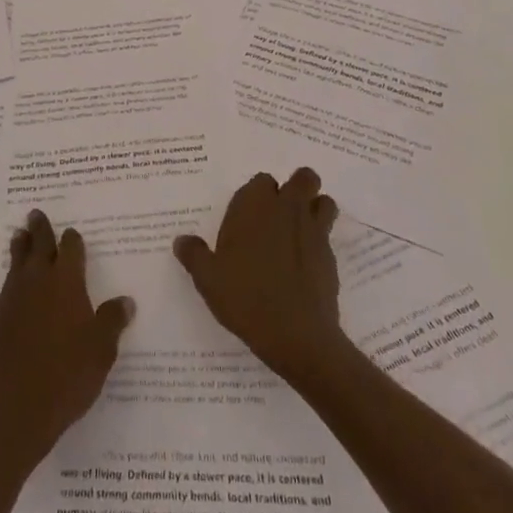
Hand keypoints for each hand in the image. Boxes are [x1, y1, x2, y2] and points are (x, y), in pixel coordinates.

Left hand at [0, 210, 133, 474]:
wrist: (12, 411)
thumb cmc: (66, 378)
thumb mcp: (101, 352)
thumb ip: (112, 321)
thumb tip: (125, 300)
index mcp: (66, 282)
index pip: (70, 248)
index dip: (73, 240)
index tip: (72, 233)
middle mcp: (36, 282)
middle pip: (37, 245)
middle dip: (39, 229)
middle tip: (35, 214)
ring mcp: (11, 300)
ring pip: (16, 264)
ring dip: (19, 249)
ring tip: (18, 237)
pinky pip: (5, 292)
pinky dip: (11, 284)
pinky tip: (14, 295)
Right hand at [174, 168, 343, 379]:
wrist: (296, 334)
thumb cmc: (245, 297)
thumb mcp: (208, 278)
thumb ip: (194, 254)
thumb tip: (181, 240)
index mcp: (255, 205)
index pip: (261, 181)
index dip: (257, 195)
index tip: (248, 216)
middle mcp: (287, 208)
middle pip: (302, 178)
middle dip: (296, 188)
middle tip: (280, 214)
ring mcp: (313, 230)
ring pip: (323, 201)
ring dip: (315, 208)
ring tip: (299, 231)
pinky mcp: (331, 256)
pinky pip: (329, 235)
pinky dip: (320, 242)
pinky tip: (305, 265)